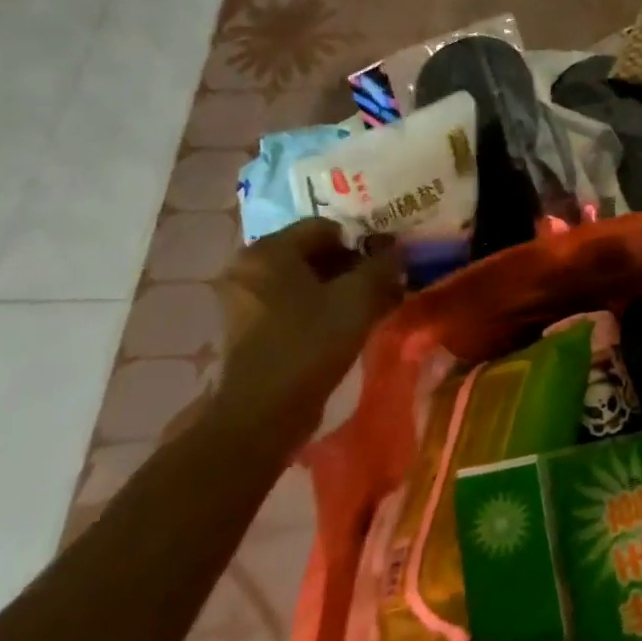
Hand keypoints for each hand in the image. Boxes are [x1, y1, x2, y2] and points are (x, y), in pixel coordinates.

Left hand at [209, 218, 405, 452]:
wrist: (264, 412)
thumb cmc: (310, 342)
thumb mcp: (358, 298)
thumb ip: (383, 265)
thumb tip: (397, 248)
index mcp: (268, 250)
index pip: (327, 228)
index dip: (362, 243)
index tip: (386, 268)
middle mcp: (249, 267)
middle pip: (314, 253)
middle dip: (352, 267)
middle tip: (383, 287)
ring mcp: (244, 299)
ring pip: (305, 280)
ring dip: (339, 289)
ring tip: (370, 309)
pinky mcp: (248, 328)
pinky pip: (292, 303)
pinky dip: (320, 308)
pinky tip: (346, 327)